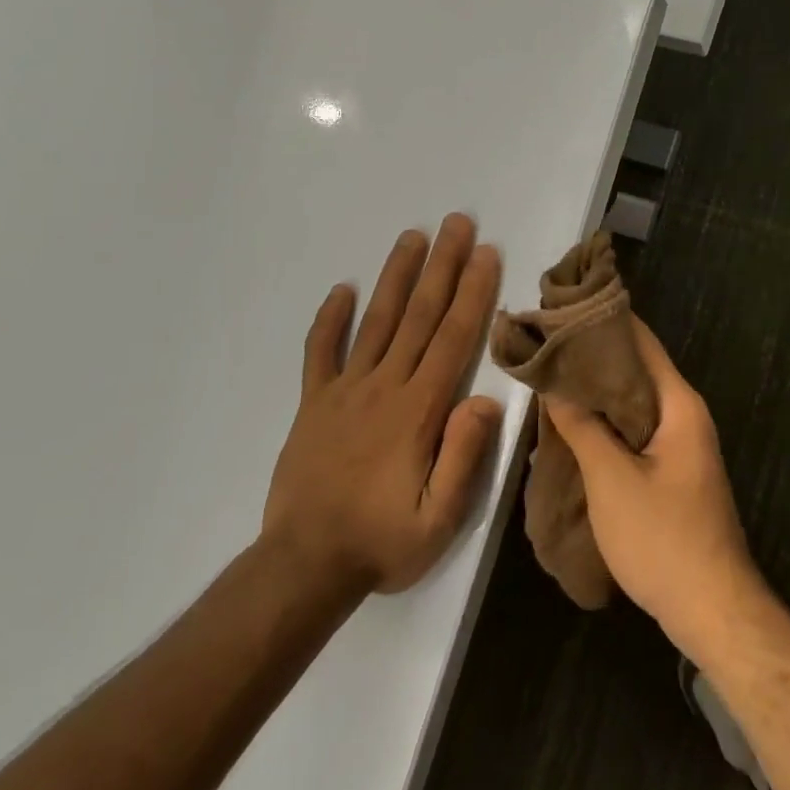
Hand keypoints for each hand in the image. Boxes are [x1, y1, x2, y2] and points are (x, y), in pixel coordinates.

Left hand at [263, 215, 503, 593]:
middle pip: (418, 316)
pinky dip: (330, 320)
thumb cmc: (382, 542)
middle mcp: (383, 387)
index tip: (485, 254)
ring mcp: (343, 392)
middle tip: (456, 223)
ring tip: (411, 237)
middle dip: (441, 266)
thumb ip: (463, 457)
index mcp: (418, 411)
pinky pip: (319, 353)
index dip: (472, 293)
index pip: (452, 339)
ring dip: (395, 277)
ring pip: (375, 322)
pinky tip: (341, 290)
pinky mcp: (313, 404)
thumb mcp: (439, 518)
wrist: (304, 565)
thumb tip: (484, 399)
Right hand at [543, 318, 760, 654]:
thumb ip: (582, 426)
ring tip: (548, 375)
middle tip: (541, 342)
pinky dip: (605, 421)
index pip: (640, 341)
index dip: (601, 320)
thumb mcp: (612, 479)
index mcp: (679, 404)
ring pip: (632, 401)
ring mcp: (680, 443)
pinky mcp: (670, 469)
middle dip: (591, 355)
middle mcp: (684, 414)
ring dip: (595, 391)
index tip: (558, 308)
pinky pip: (634, 429)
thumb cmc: (663, 539)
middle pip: (635, 369)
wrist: (711, 609)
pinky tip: (571, 424)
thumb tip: (553, 379)